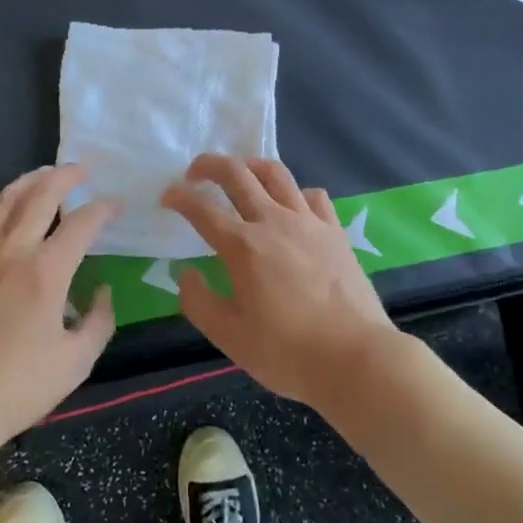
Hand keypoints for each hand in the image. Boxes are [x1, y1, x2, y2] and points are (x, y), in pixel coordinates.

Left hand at [0, 165, 116, 457]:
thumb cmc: (16, 388)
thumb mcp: (75, 363)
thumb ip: (99, 321)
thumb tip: (102, 291)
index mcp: (47, 271)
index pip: (83, 223)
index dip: (104, 209)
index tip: (117, 205)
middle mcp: (13, 251)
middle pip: (42, 196)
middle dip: (66, 176)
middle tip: (83, 170)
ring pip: (4, 201)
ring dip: (28, 181)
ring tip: (44, 174)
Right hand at [162, 156, 398, 409]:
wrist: (356, 357)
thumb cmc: (288, 353)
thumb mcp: (230, 338)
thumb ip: (199, 303)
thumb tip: (186, 273)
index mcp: (243, 247)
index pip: (202, 208)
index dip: (179, 197)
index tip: (167, 197)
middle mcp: (273, 222)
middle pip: (237, 174)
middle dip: (209, 165)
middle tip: (195, 173)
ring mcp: (308, 222)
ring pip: (275, 173)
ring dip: (250, 166)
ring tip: (239, 175)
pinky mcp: (334, 230)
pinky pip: (312, 195)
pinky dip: (294, 192)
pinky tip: (290, 205)